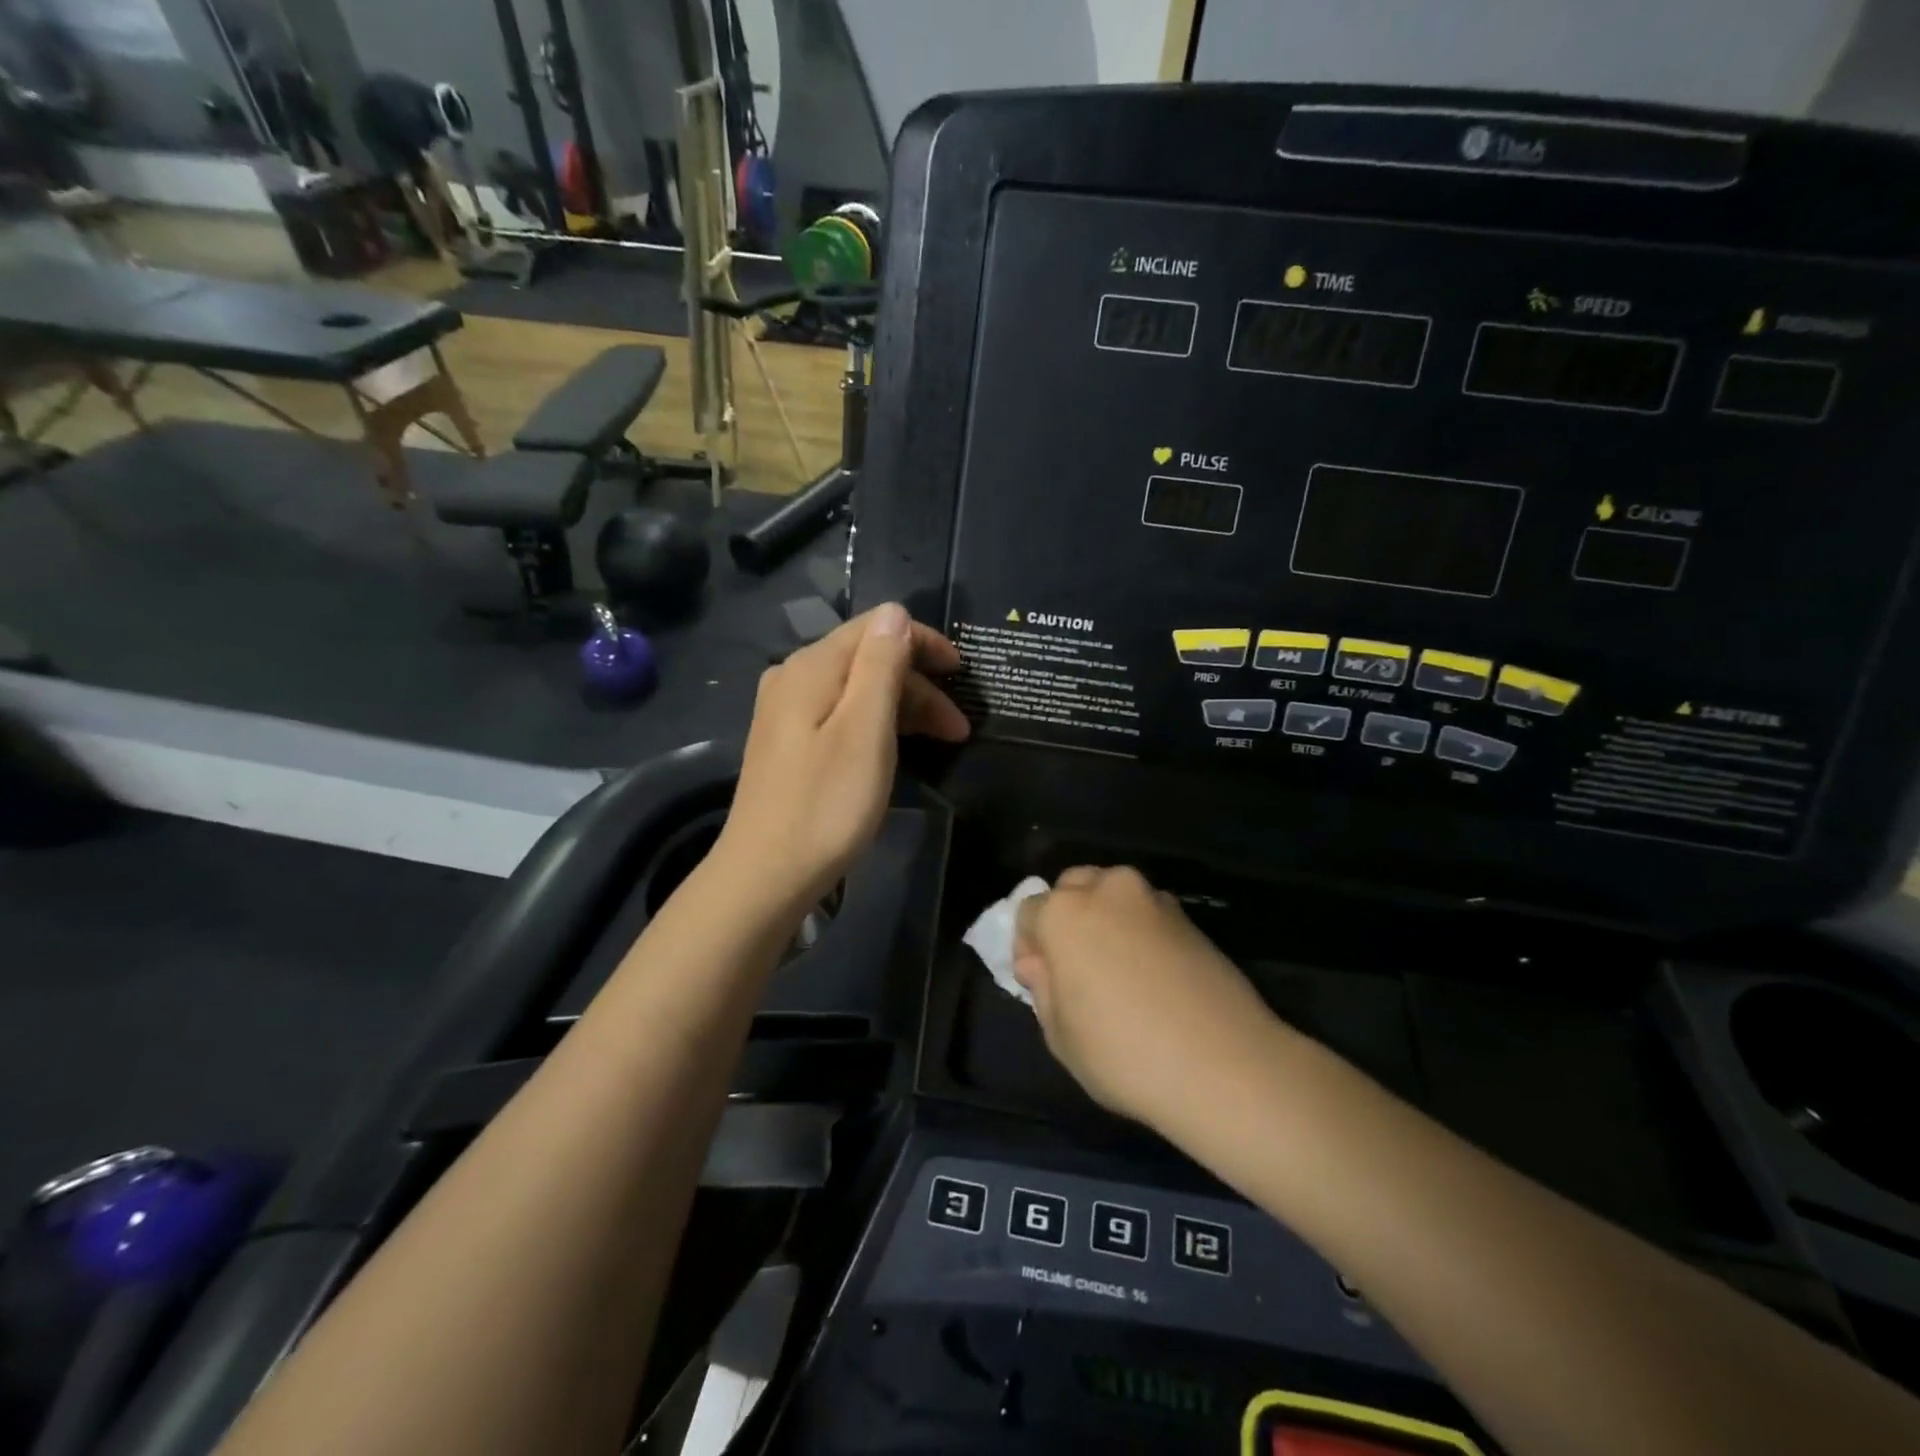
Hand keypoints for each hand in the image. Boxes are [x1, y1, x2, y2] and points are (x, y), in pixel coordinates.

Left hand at [715, 604, 968, 907]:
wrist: (766, 875)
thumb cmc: (826, 804)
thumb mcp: (864, 731)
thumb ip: (880, 666)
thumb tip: (894, 613)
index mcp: (812, 666)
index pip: (876, 628)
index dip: (924, 644)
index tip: (962, 674)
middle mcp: (793, 676)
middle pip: (867, 659)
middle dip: (919, 684)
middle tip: (958, 728)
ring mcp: (786, 711)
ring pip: (856, 689)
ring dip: (903, 707)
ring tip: (941, 741)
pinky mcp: (788, 742)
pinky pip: (841, 714)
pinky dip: (877, 724)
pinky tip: (896, 748)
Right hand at [1013, 866, 1280, 1130]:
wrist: (1225, 1065)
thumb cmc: (1124, 1054)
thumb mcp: (1061, 1035)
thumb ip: (1042, 988)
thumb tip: (1038, 963)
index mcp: (1064, 913)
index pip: (1029, 912)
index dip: (1029, 946)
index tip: (1041, 980)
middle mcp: (1107, 890)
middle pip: (1072, 888)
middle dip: (1066, 916)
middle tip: (1076, 967)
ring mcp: (1153, 900)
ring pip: (1113, 894)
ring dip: (1105, 918)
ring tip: (1117, 968)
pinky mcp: (1189, 917)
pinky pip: (1147, 913)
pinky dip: (1140, 930)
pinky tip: (1151, 974)